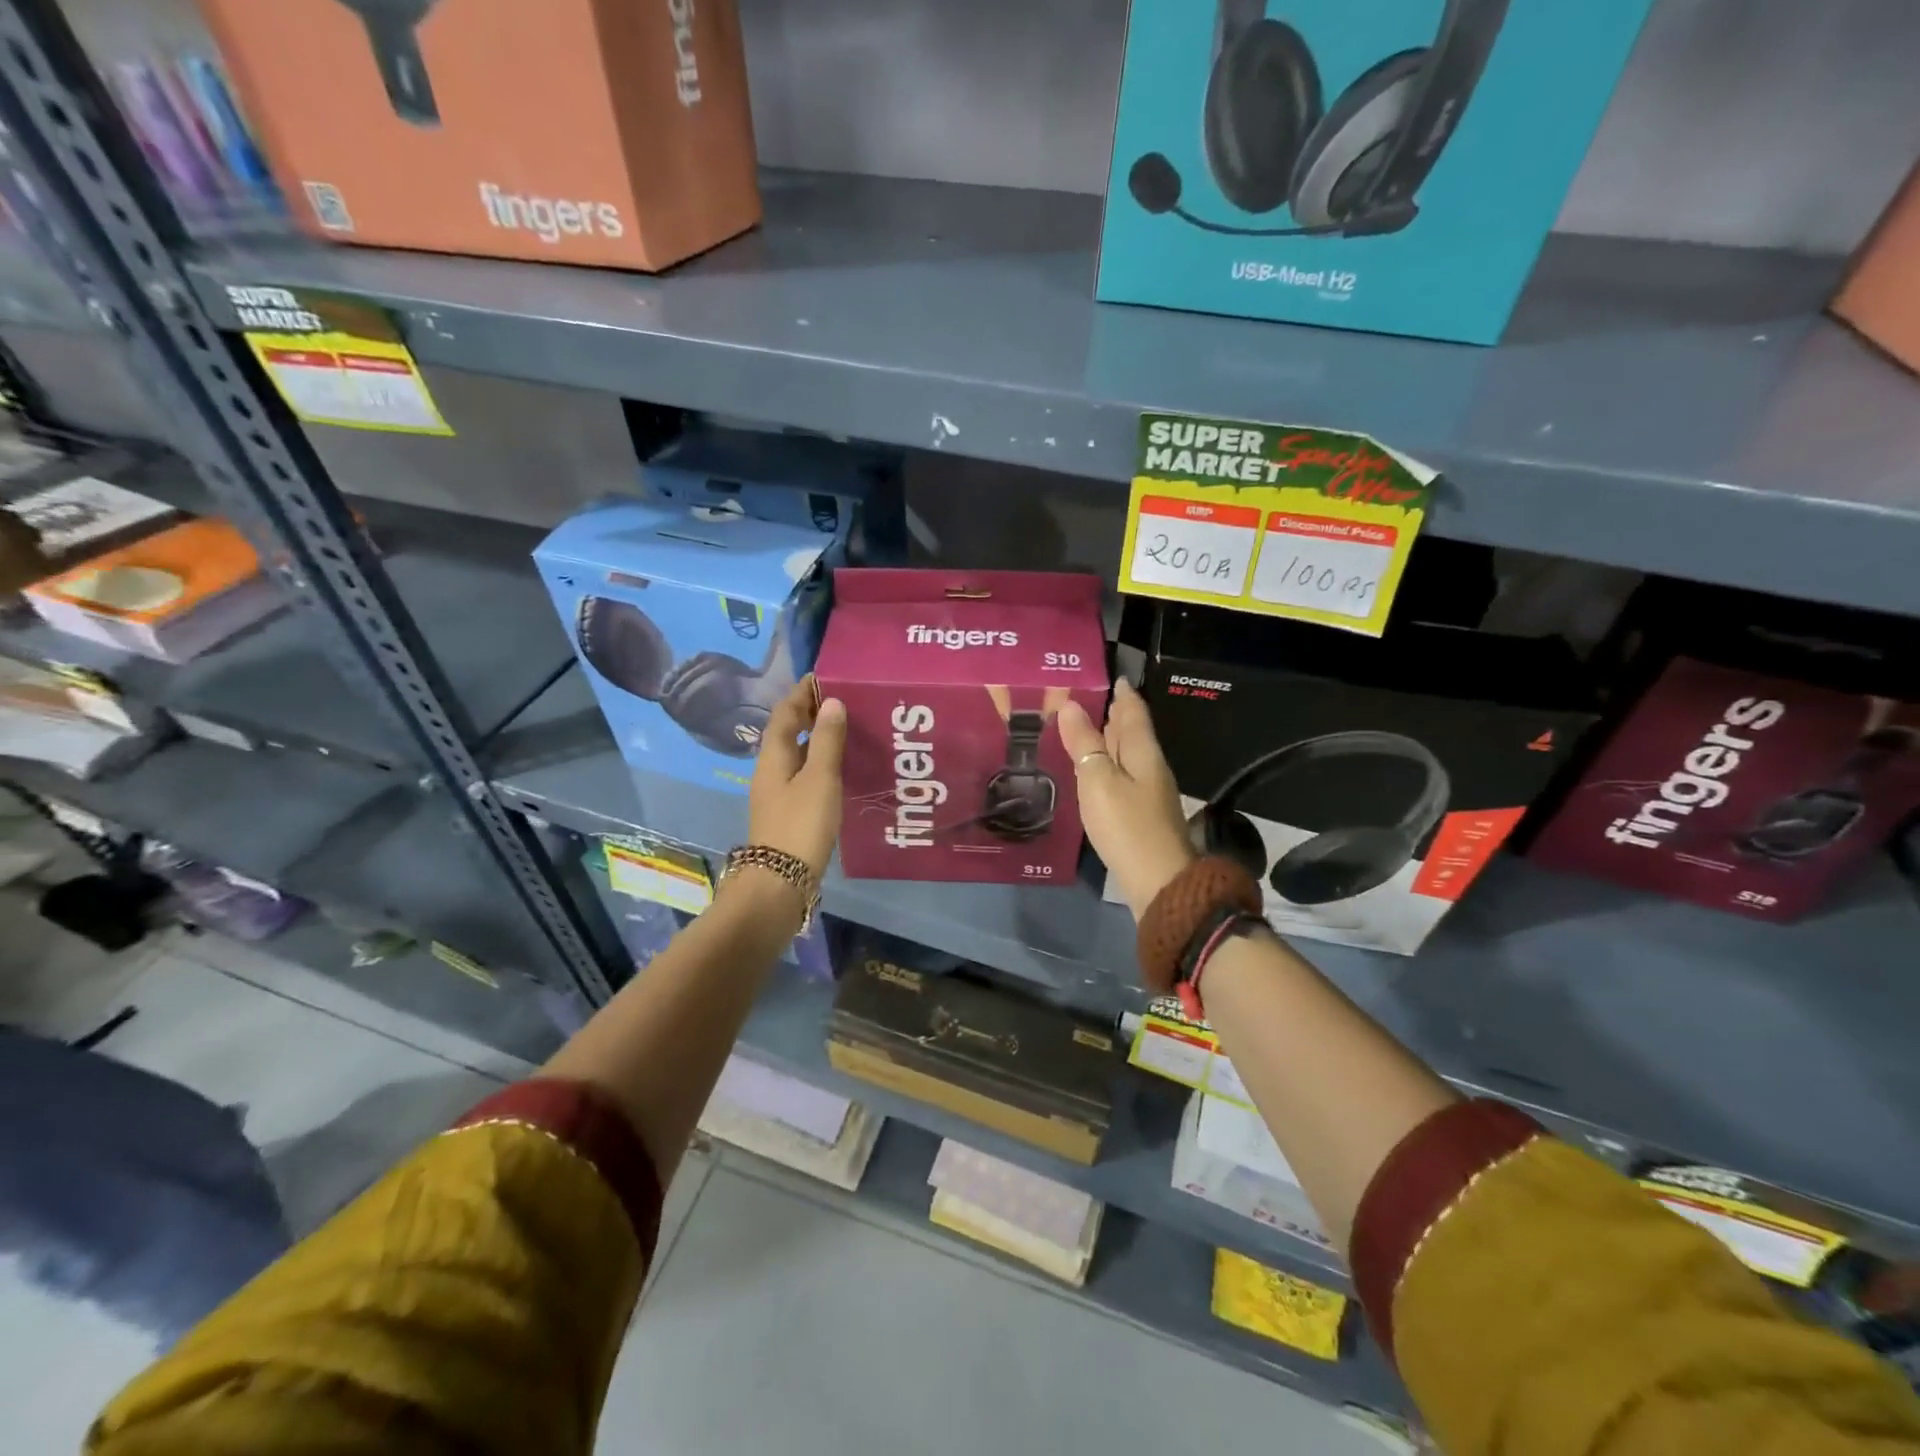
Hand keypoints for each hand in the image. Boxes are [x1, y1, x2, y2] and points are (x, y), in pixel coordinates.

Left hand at [748, 676, 846, 879]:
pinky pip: (804, 775)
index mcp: (773, 756)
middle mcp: (771, 770)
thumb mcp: (820, 778)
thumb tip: (832, 702)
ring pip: (796, 755)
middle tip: (843, 701)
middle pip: (787, 732)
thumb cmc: (800, 824)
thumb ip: (827, 740)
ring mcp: (778, 793)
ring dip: (817, 739)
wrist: (781, 882)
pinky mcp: (789, 812)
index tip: (824, 677)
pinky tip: (841, 768)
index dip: (802, 694)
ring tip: (847, 730)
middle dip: (810, 714)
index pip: (784, 713)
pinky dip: (820, 763)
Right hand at [1058, 678, 1196, 919]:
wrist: (1159, 882)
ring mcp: (1148, 793)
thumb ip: (1084, 743)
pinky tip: (1093, 771)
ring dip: (1109, 739)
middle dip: (1113, 713)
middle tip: (1085, 697)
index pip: (1133, 711)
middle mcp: (1150, 767)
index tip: (1108, 675)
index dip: (1122, 693)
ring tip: (1084, 727)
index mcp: (1143, 752)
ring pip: (1127, 755)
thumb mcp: (1098, 780)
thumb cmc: (1127, 825)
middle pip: (1131, 732)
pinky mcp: (1141, 815)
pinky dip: (1108, 765)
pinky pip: (1122, 777)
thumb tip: (1070, 705)